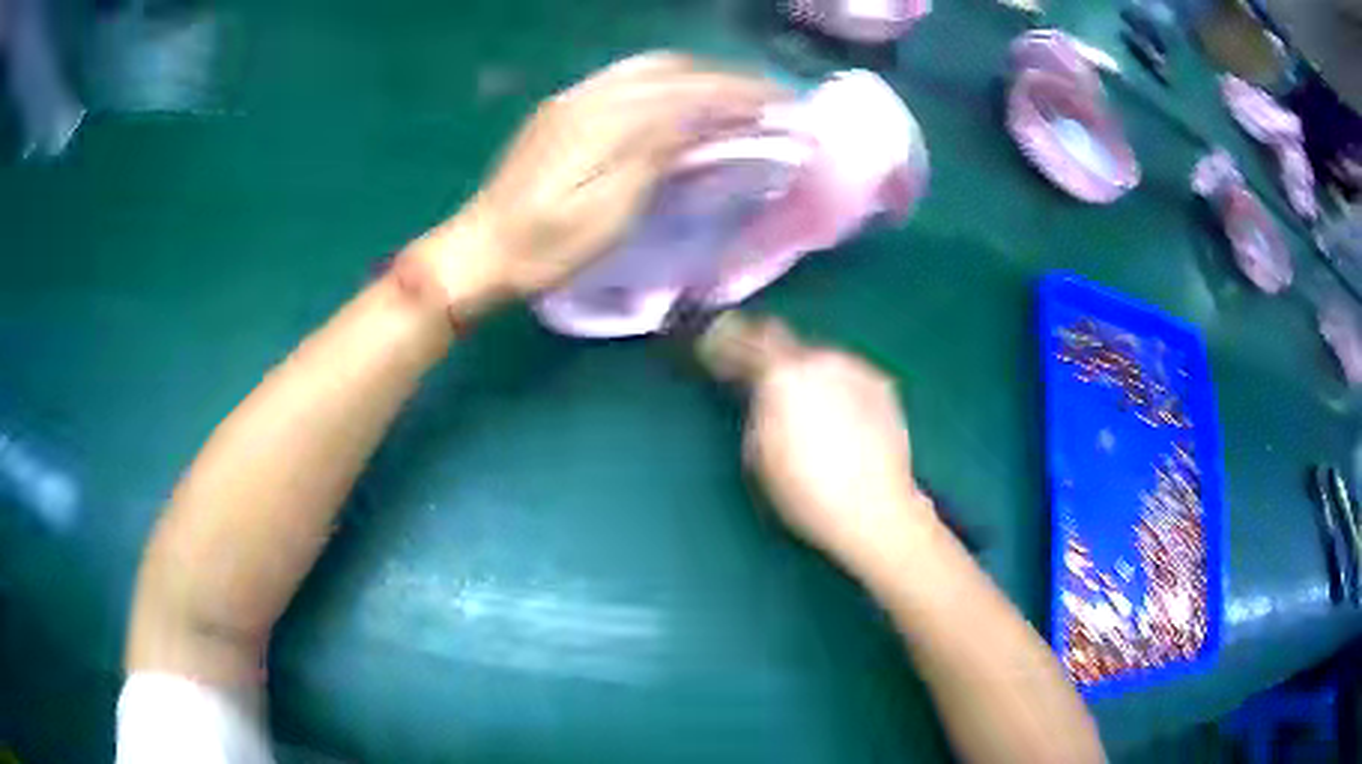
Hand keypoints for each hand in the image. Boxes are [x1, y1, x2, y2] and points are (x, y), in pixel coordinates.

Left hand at [407, 52, 784, 313]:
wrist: (479, 249)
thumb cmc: (545, 248)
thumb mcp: (605, 215)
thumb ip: (652, 158)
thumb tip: (699, 121)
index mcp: (603, 121)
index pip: (686, 93)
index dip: (738, 95)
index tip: (781, 104)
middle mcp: (590, 95)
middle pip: (672, 69)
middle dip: (726, 78)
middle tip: (768, 97)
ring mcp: (574, 98)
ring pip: (650, 67)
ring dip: (700, 73)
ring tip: (736, 92)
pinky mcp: (565, 108)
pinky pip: (628, 78)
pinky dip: (669, 79)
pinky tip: (684, 95)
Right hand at [743, 323, 939, 573]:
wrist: (873, 509)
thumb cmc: (806, 490)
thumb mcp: (758, 452)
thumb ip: (755, 407)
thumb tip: (758, 392)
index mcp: (783, 375)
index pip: (746, 341)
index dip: (728, 344)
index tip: (719, 353)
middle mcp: (821, 360)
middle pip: (787, 347)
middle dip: (774, 365)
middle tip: (767, 392)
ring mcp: (857, 370)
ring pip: (821, 362)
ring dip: (809, 378)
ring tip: (811, 416)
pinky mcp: (883, 387)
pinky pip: (848, 379)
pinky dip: (839, 391)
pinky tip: (841, 423)